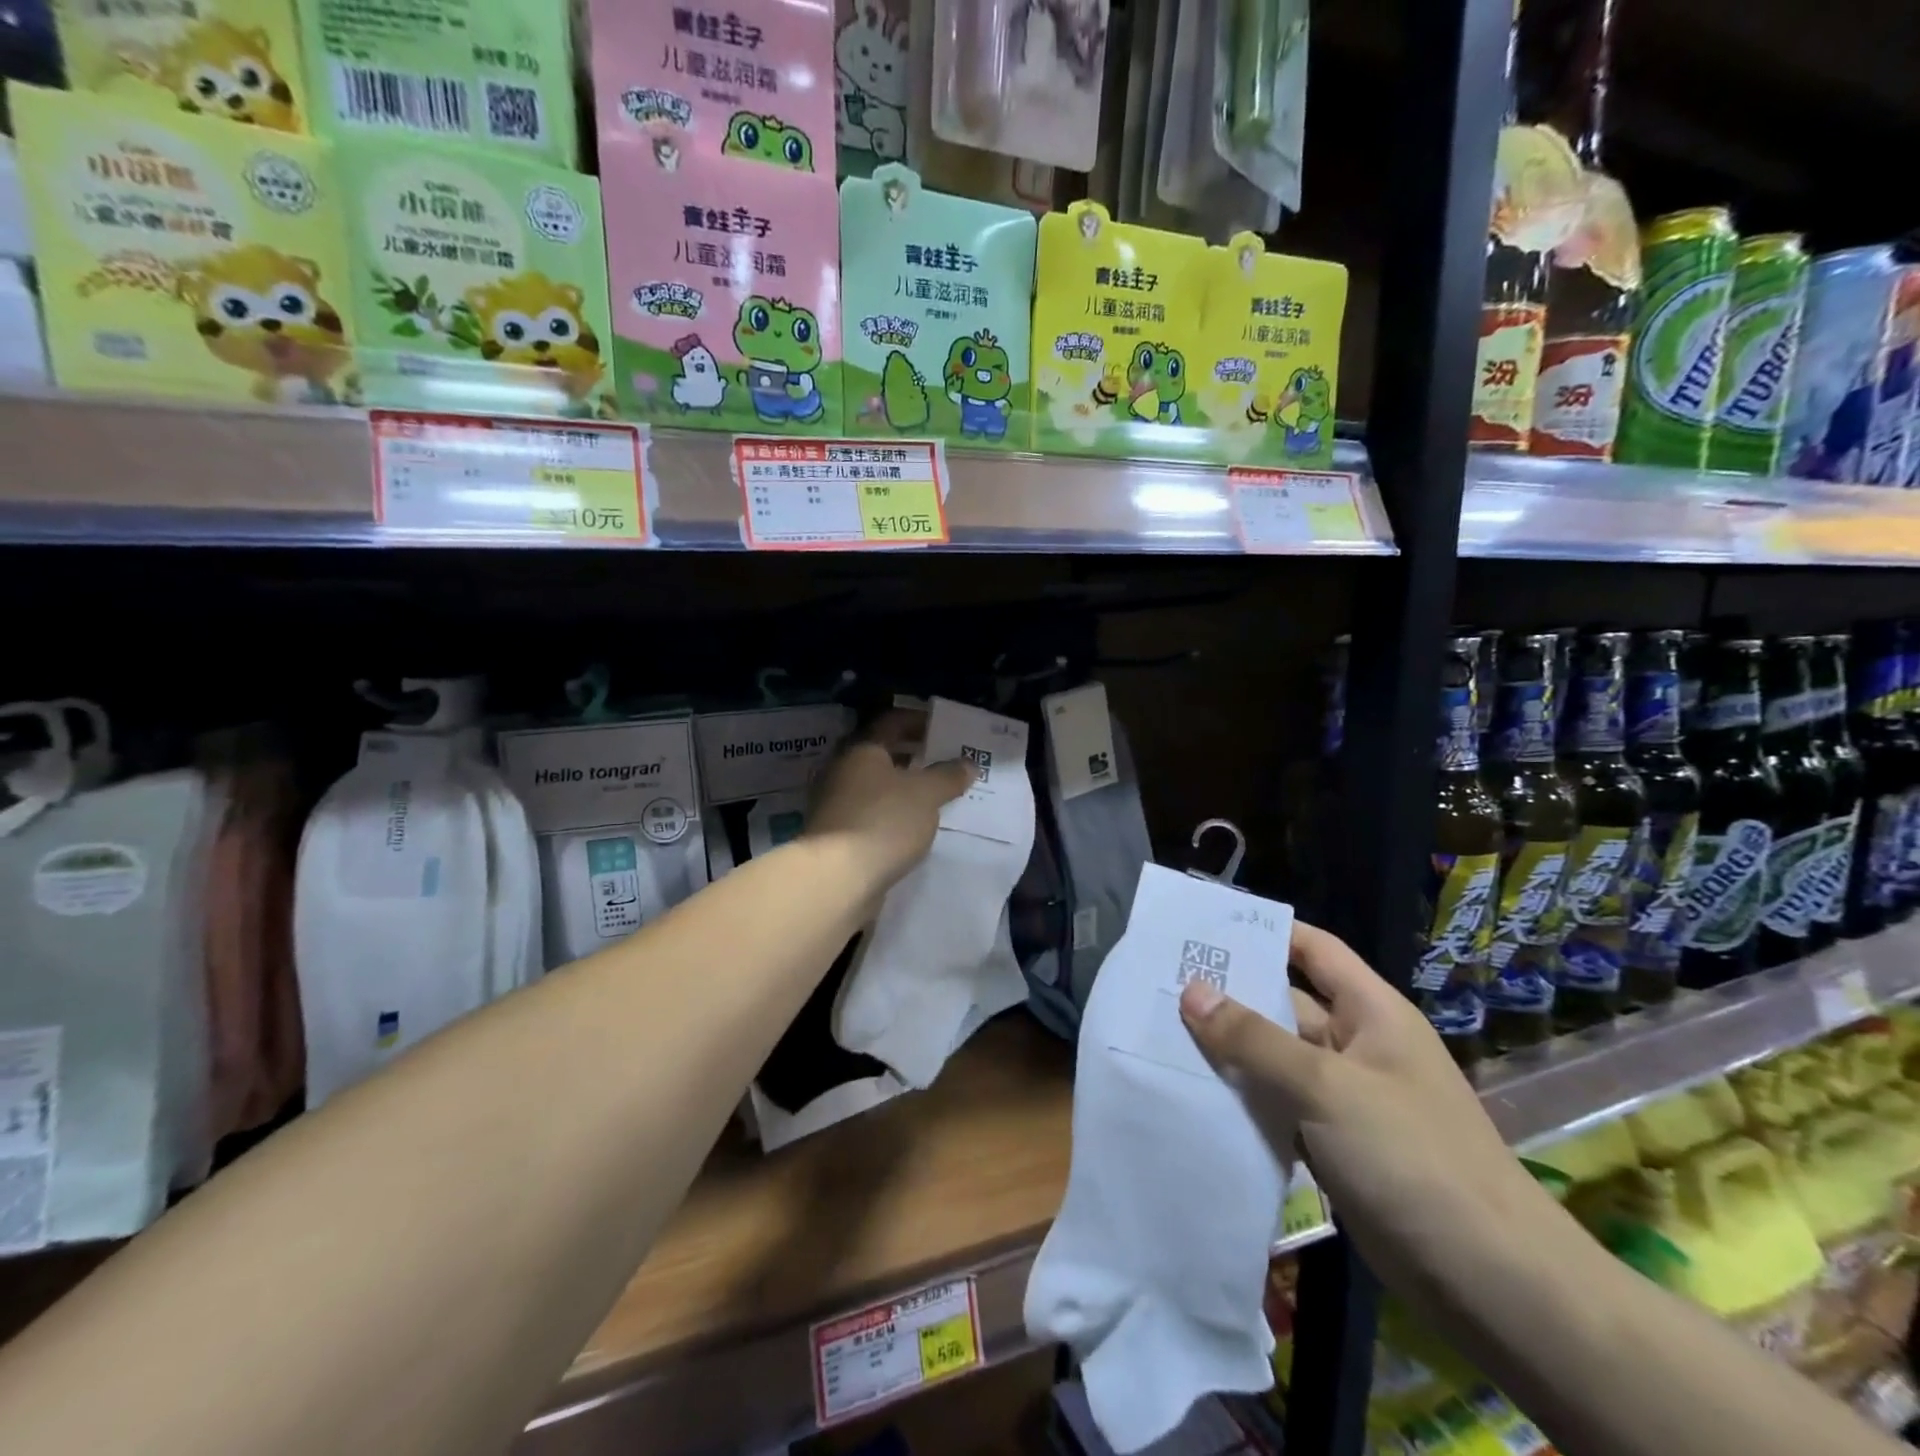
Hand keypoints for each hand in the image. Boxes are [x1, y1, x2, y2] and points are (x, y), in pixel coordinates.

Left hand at [806, 710, 974, 893]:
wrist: (839, 877)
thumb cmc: (884, 820)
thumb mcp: (926, 794)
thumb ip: (948, 776)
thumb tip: (967, 764)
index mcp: (862, 749)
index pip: (891, 722)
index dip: (918, 720)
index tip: (943, 727)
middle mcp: (843, 770)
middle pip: (881, 754)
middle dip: (912, 755)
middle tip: (943, 760)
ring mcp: (836, 804)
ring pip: (875, 786)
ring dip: (902, 787)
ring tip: (934, 794)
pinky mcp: (837, 835)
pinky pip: (871, 813)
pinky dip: (892, 813)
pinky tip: (913, 825)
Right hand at [1178, 923, 1557, 1297]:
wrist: (1495, 1287)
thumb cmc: (1413, 1159)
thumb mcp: (1327, 1088)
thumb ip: (1254, 1040)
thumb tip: (1192, 992)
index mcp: (1370, 1012)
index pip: (1312, 949)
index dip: (1263, 931)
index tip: (1202, 926)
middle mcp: (1356, 1046)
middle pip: (1283, 1004)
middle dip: (1227, 993)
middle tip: (1158, 980)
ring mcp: (1344, 1099)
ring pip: (1274, 1058)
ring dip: (1227, 1050)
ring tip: (1158, 1031)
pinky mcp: (1332, 1145)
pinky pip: (1277, 1106)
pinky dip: (1241, 1099)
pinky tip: (1190, 1093)